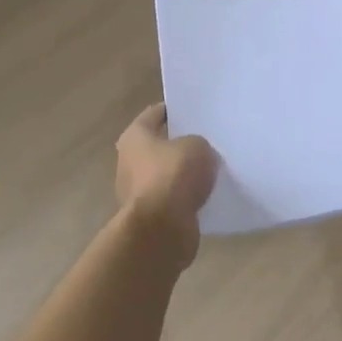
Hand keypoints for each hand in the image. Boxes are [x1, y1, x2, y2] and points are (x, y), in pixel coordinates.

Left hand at [115, 104, 215, 267]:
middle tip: (207, 140)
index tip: (195, 110)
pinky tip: (207, 195)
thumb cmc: (173, 176)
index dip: (174, 110)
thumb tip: (197, 155)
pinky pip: (172, 200)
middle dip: (180, 144)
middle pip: (159, 145)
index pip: (155, 113)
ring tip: (211, 169)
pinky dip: (186, 198)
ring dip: (183, 174)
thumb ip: (198, 144)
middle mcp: (129, 161)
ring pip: (166, 174)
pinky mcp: (150, 216)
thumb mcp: (197, 147)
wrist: (162, 230)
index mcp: (135, 137)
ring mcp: (137, 191)